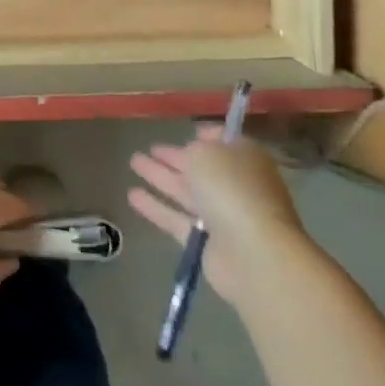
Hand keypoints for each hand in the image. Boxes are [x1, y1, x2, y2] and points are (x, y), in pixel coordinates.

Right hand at [128, 131, 306, 303]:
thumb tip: (192, 152)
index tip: (187, 131)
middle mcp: (234, 185)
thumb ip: (194, 150)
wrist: (253, 254)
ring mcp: (220, 215)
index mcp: (245, 159)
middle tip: (149, 147)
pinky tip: (131, 195)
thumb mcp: (208, 154)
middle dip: (174, 157)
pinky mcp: (203, 242)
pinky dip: (155, 207)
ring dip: (160, 177)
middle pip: (200, 167)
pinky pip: (175, 218)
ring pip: (184, 191)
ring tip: (133, 162)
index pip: (225, 141)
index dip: (206, 136)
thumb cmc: (233, 189)